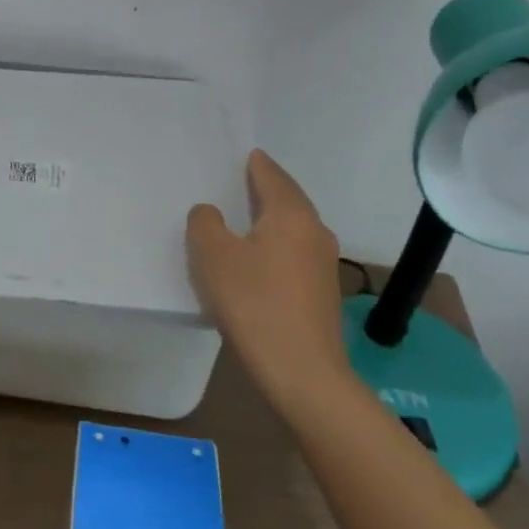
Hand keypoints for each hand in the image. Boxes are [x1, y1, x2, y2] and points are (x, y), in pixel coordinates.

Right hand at [187, 149, 351, 411]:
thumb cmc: (255, 304)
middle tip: (243, 180)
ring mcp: (324, 264)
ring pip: (294, 228)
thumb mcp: (213, 256)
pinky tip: (259, 259)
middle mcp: (314, 232)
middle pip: (289, 200)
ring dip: (272, 219)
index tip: (248, 154)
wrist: (303, 374)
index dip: (257, 164)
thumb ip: (205, 223)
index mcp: (291, 215)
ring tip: (246, 218)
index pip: (273, 176)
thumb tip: (211, 213)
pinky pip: (296, 253)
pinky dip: (277, 245)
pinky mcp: (322, 294)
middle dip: (267, 189)